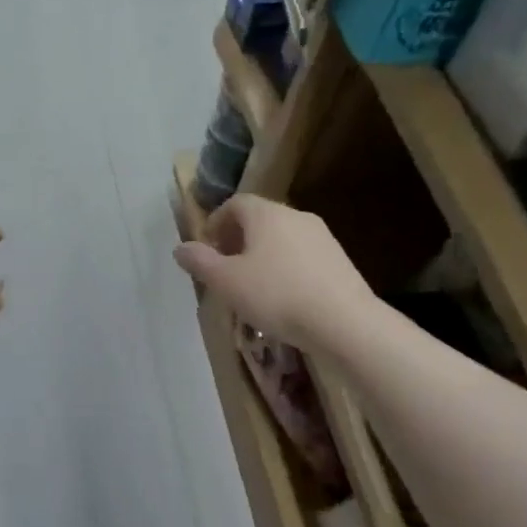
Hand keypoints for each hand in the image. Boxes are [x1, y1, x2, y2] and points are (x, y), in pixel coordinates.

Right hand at [173, 196, 373, 350]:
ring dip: (261, 255)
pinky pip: (302, 257)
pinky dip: (285, 268)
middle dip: (237, 240)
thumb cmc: (276, 295)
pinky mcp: (340, 261)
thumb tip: (180, 248)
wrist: (346, 323)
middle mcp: (295, 216)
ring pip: (281, 239)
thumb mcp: (225, 281)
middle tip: (225, 268)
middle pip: (259, 219)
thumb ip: (199, 261)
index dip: (216, 222)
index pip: (235, 203)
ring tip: (252, 286)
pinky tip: (283, 298)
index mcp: (266, 214)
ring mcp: (323, 238)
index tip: (207, 248)